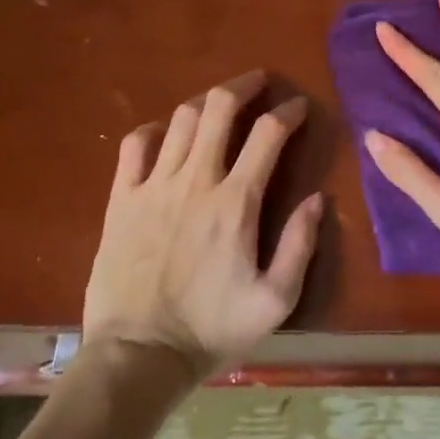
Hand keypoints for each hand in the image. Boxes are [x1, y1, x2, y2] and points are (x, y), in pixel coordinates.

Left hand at [83, 71, 321, 377]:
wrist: (137, 356)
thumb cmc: (211, 330)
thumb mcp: (275, 300)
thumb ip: (300, 245)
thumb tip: (318, 199)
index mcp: (236, 202)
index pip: (268, 134)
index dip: (288, 112)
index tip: (299, 107)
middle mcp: (196, 181)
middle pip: (219, 108)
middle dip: (244, 85)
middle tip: (259, 81)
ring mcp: (153, 186)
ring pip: (181, 119)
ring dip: (206, 102)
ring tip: (220, 103)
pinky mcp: (122, 200)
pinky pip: (135, 145)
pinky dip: (155, 130)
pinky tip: (166, 134)